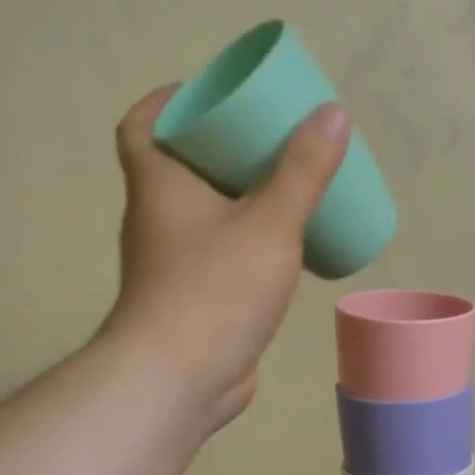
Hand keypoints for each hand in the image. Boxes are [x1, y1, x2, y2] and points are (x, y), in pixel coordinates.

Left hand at [99, 84, 350, 431]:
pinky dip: (247, 240)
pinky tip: (285, 246)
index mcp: (160, 186)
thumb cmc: (215, 290)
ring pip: (204, 214)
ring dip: (238, 196)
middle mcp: (158, 219)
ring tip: (286, 184)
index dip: (168, 102)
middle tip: (269, 136)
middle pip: (181, 166)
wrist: (179, 380)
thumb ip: (303, 171)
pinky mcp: (194, 299)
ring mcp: (174, 263)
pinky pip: (220, 253)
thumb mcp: (269, 222)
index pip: (142, 126)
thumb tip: (332, 113)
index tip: (210, 94)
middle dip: (221, 147)